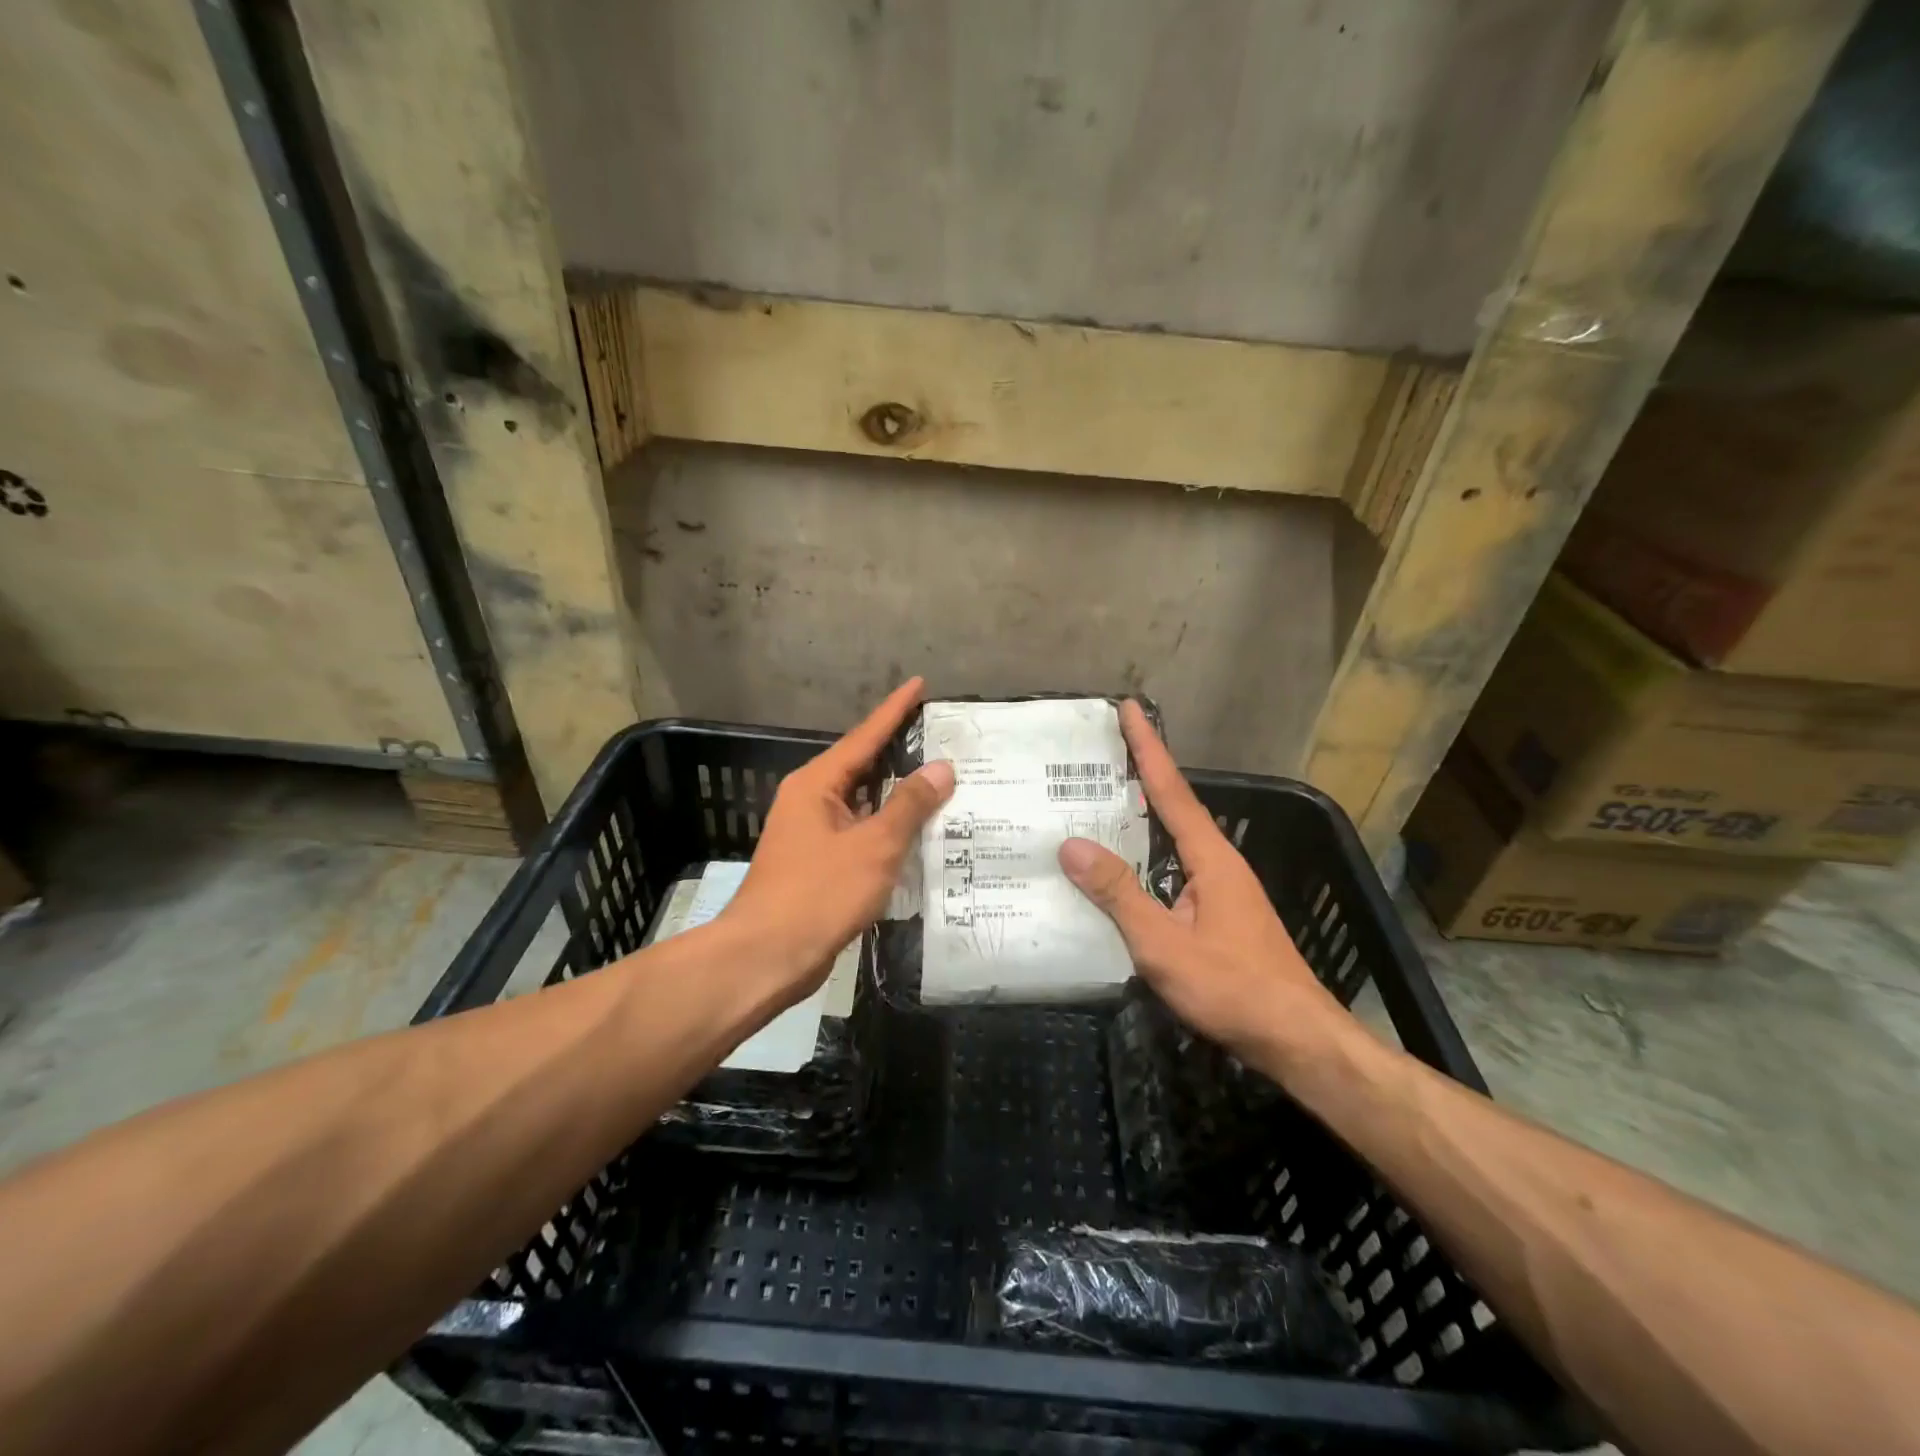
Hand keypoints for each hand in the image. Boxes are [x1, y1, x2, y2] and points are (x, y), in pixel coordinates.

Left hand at [720, 679, 953, 1006]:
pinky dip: (887, 828)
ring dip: (897, 795)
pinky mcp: (817, 863)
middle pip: (863, 766)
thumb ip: (909, 805)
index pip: (865, 736)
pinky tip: (917, 834)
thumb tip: (941, 768)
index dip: (894, 710)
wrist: (766, 957)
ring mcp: (811, 833)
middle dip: (901, 751)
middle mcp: (811, 800)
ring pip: (863, 802)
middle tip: (943, 737)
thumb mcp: (873, 846)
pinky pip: (860, 832)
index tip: (919, 684)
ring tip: (942, 782)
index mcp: (817, 784)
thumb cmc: (818, 894)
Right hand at [1058, 701, 1354, 1077]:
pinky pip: (1173, 868)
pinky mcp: (1219, 914)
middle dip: (1139, 774)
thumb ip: (1119, 895)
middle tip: (1096, 754)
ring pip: (1173, 840)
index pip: (1172, 790)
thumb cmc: (1233, 988)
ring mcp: (1222, 889)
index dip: (1148, 747)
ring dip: (1141, 816)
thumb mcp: (1165, 944)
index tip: (1129, 708)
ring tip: (1096, 802)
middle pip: (1173, 807)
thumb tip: (1072, 845)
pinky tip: (1121, 871)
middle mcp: (1218, 862)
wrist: (1297, 1039)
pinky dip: (1145, 855)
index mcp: (1210, 857)